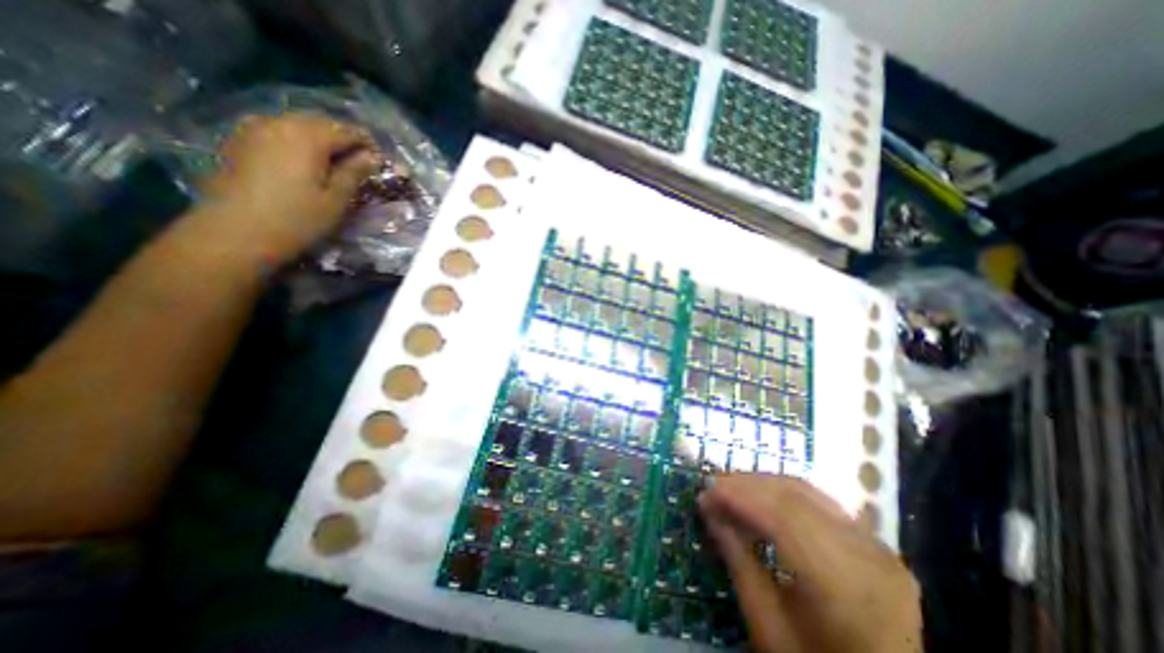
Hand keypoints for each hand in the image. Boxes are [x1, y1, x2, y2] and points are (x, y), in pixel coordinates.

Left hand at [193, 113, 377, 262]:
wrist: (235, 232)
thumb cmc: (297, 219)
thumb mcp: (336, 199)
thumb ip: (354, 173)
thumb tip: (371, 157)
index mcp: (307, 136)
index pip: (347, 130)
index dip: (368, 144)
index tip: (380, 163)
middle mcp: (279, 122)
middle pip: (321, 122)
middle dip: (344, 140)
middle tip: (360, 165)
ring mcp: (255, 128)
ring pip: (299, 125)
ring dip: (322, 141)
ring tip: (335, 165)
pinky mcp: (241, 140)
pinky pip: (279, 132)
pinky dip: (299, 143)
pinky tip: (306, 164)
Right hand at [698, 473, 917, 652]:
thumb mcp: (768, 626)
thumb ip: (738, 561)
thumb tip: (709, 510)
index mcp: (844, 588)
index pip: (782, 517)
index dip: (738, 497)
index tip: (704, 492)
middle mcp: (868, 557)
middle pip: (794, 497)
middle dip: (746, 485)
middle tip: (713, 486)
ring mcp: (878, 548)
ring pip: (807, 492)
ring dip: (763, 484)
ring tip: (731, 488)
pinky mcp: (877, 544)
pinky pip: (821, 502)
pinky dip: (785, 494)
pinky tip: (762, 498)